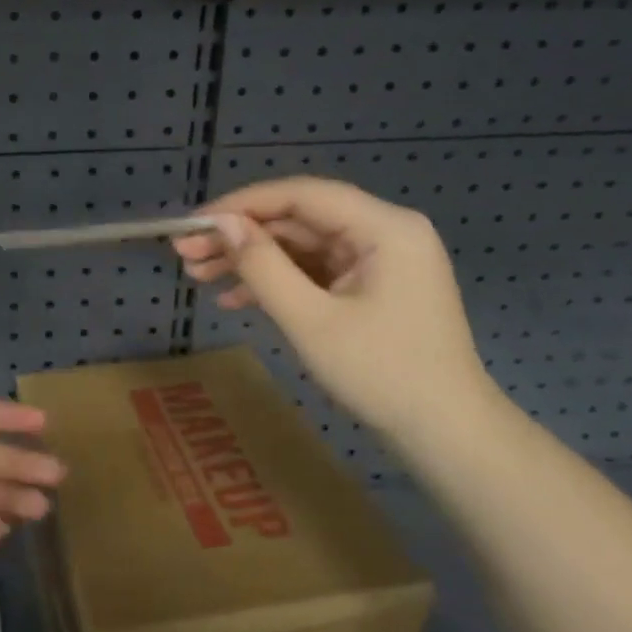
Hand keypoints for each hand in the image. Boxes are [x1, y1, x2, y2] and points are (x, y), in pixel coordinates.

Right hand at [175, 177, 498, 440]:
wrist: (446, 435)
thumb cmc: (382, 374)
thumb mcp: (311, 320)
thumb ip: (263, 266)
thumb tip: (221, 224)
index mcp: (384, 227)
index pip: (301, 195)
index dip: (243, 204)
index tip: (194, 222)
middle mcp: (383, 232)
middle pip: (298, 220)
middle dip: (240, 237)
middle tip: (185, 253)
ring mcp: (378, 261)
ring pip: (300, 246)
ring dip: (251, 261)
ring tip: (198, 275)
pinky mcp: (370, 287)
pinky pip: (314, 272)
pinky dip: (276, 283)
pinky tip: (233, 300)